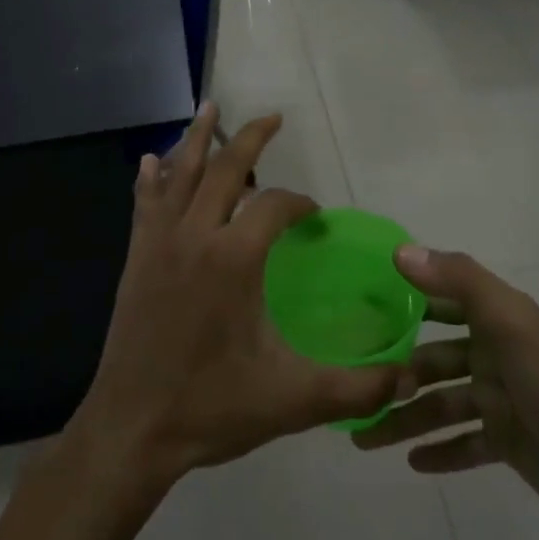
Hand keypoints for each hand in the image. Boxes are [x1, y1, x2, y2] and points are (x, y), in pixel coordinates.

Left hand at [72, 105, 408, 490]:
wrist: (131, 431)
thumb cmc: (211, 408)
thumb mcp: (293, 400)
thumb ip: (355, 389)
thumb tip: (407, 379)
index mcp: (234, 259)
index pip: (274, 206)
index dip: (300, 204)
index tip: (315, 218)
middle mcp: (196, 237)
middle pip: (225, 169)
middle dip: (251, 139)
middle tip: (272, 118)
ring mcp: (160, 245)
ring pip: (180, 176)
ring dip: (196, 139)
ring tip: (209, 108)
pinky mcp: (136, 260)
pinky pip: (144, 205)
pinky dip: (151, 179)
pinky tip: (151, 161)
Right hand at [353, 245, 538, 519]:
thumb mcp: (507, 319)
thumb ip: (457, 280)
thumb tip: (400, 251)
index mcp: (493, 321)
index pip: (441, 302)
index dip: (406, 303)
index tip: (361, 311)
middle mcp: (492, 355)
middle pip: (433, 362)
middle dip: (396, 375)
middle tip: (354, 392)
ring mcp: (499, 401)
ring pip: (441, 407)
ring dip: (405, 420)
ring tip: (364, 438)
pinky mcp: (506, 442)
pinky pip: (464, 445)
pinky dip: (440, 452)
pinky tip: (412, 463)